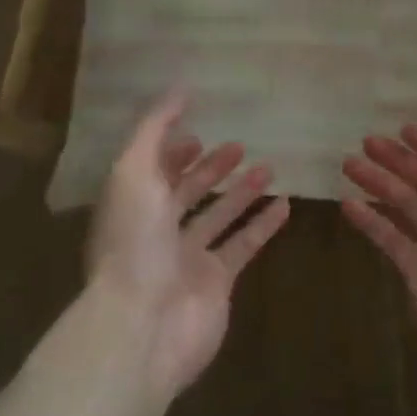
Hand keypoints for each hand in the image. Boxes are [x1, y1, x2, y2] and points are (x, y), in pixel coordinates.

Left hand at [86, 91, 291, 398]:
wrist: (143, 326)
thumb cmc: (134, 242)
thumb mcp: (134, 172)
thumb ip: (154, 129)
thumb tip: (179, 89)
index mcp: (131, 207)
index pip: (153, 171)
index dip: (173, 152)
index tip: (198, 133)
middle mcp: (157, 232)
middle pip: (187, 194)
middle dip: (210, 169)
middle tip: (239, 146)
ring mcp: (188, 259)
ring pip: (220, 217)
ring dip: (242, 192)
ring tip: (269, 167)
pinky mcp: (217, 282)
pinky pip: (244, 245)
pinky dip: (264, 225)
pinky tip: (285, 204)